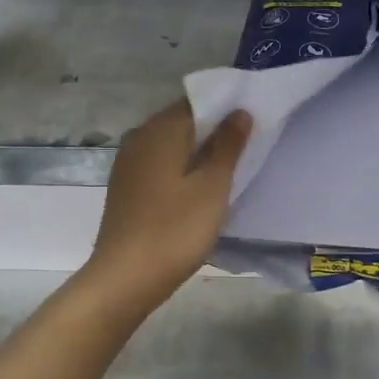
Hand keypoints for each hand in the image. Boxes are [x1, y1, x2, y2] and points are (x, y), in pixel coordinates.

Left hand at [82, 100, 250, 314]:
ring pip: (171, 145)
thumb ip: (227, 145)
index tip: (253, 121)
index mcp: (160, 130)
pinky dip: (181, 168)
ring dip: (197, 151)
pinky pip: (160, 165)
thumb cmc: (175, 230)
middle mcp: (139, 137)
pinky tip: (198, 188)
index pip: (196, 101)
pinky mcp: (126, 187)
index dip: (226, 107)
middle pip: (182, 121)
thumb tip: (239, 112)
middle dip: (213, 129)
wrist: (125, 277)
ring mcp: (128, 164)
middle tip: (247, 146)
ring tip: (228, 168)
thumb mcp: (212, 186)